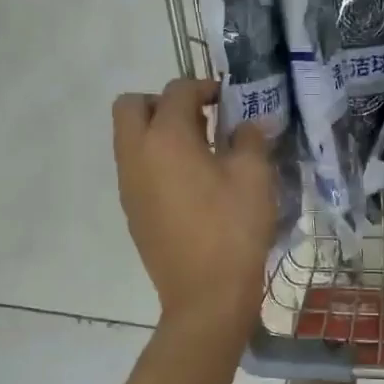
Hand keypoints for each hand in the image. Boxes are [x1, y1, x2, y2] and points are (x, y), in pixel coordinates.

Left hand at [113, 78, 276, 341]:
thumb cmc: (233, 230)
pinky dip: (155, 161)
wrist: (206, 296)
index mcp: (165, 138)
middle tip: (199, 119)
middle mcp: (136, 155)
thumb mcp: (254, 177)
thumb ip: (250, 139)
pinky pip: (136, 169)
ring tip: (199, 152)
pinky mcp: (132, 212)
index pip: (176, 91)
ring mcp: (129, 186)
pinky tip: (190, 185)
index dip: (203, 87)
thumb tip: (247, 126)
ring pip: (129, 139)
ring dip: (157, 132)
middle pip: (131, 106)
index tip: (228, 100)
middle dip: (163, 102)